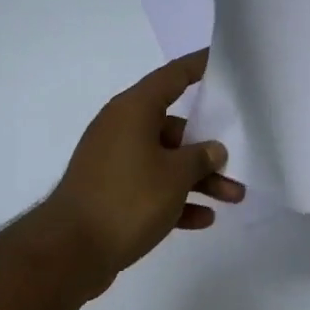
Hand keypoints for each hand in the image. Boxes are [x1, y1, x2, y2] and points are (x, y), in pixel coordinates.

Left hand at [41, 49, 244, 294]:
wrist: (70, 250)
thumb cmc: (127, 199)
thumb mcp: (174, 176)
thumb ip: (200, 158)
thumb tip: (213, 150)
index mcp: (133, 110)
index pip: (172, 77)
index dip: (198, 66)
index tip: (222, 59)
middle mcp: (121, 129)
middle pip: (174, 127)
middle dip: (208, 146)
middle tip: (238, 160)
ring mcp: (114, 161)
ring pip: (165, 161)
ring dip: (198, 178)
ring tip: (234, 198)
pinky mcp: (110, 192)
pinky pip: (150, 187)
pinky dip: (175, 199)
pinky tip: (203, 219)